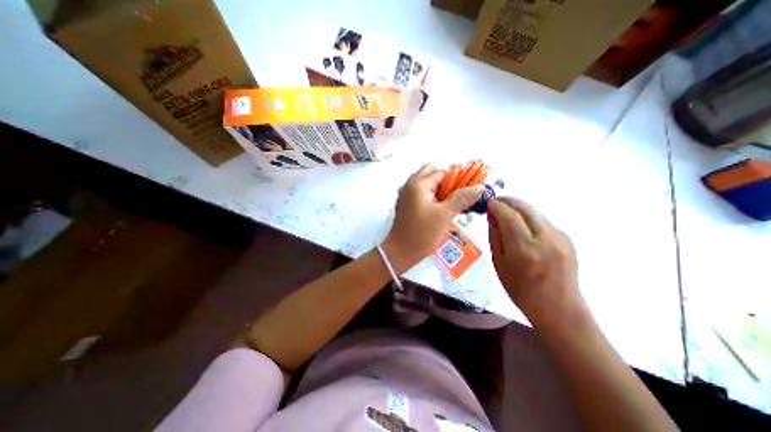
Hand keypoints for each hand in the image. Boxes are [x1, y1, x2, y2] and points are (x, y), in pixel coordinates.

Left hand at [384, 165, 483, 273]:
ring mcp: (406, 195)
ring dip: (439, 190)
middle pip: (431, 173)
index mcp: (417, 184)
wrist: (400, 252)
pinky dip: (432, 196)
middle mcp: (409, 185)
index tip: (467, 191)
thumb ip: (461, 199)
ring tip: (450, 205)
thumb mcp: (443, 215)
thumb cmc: (420, 234)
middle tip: (456, 197)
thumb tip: (478, 187)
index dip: (457, 180)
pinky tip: (440, 210)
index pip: (441, 173)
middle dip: (446, 182)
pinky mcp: (406, 205)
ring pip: (426, 184)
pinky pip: (421, 193)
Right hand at [488, 197, 584, 327]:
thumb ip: (495, 236)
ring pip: (535, 212)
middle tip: (496, 202)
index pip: (509, 216)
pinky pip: (544, 221)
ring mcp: (560, 237)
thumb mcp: (499, 263)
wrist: (558, 308)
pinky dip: (530, 218)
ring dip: (519, 209)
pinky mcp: (568, 239)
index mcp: (524, 248)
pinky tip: (523, 227)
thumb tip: (492, 216)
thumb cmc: (520, 289)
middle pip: (525, 208)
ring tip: (506, 213)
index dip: (497, 205)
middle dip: (508, 201)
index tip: (488, 202)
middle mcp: (545, 238)